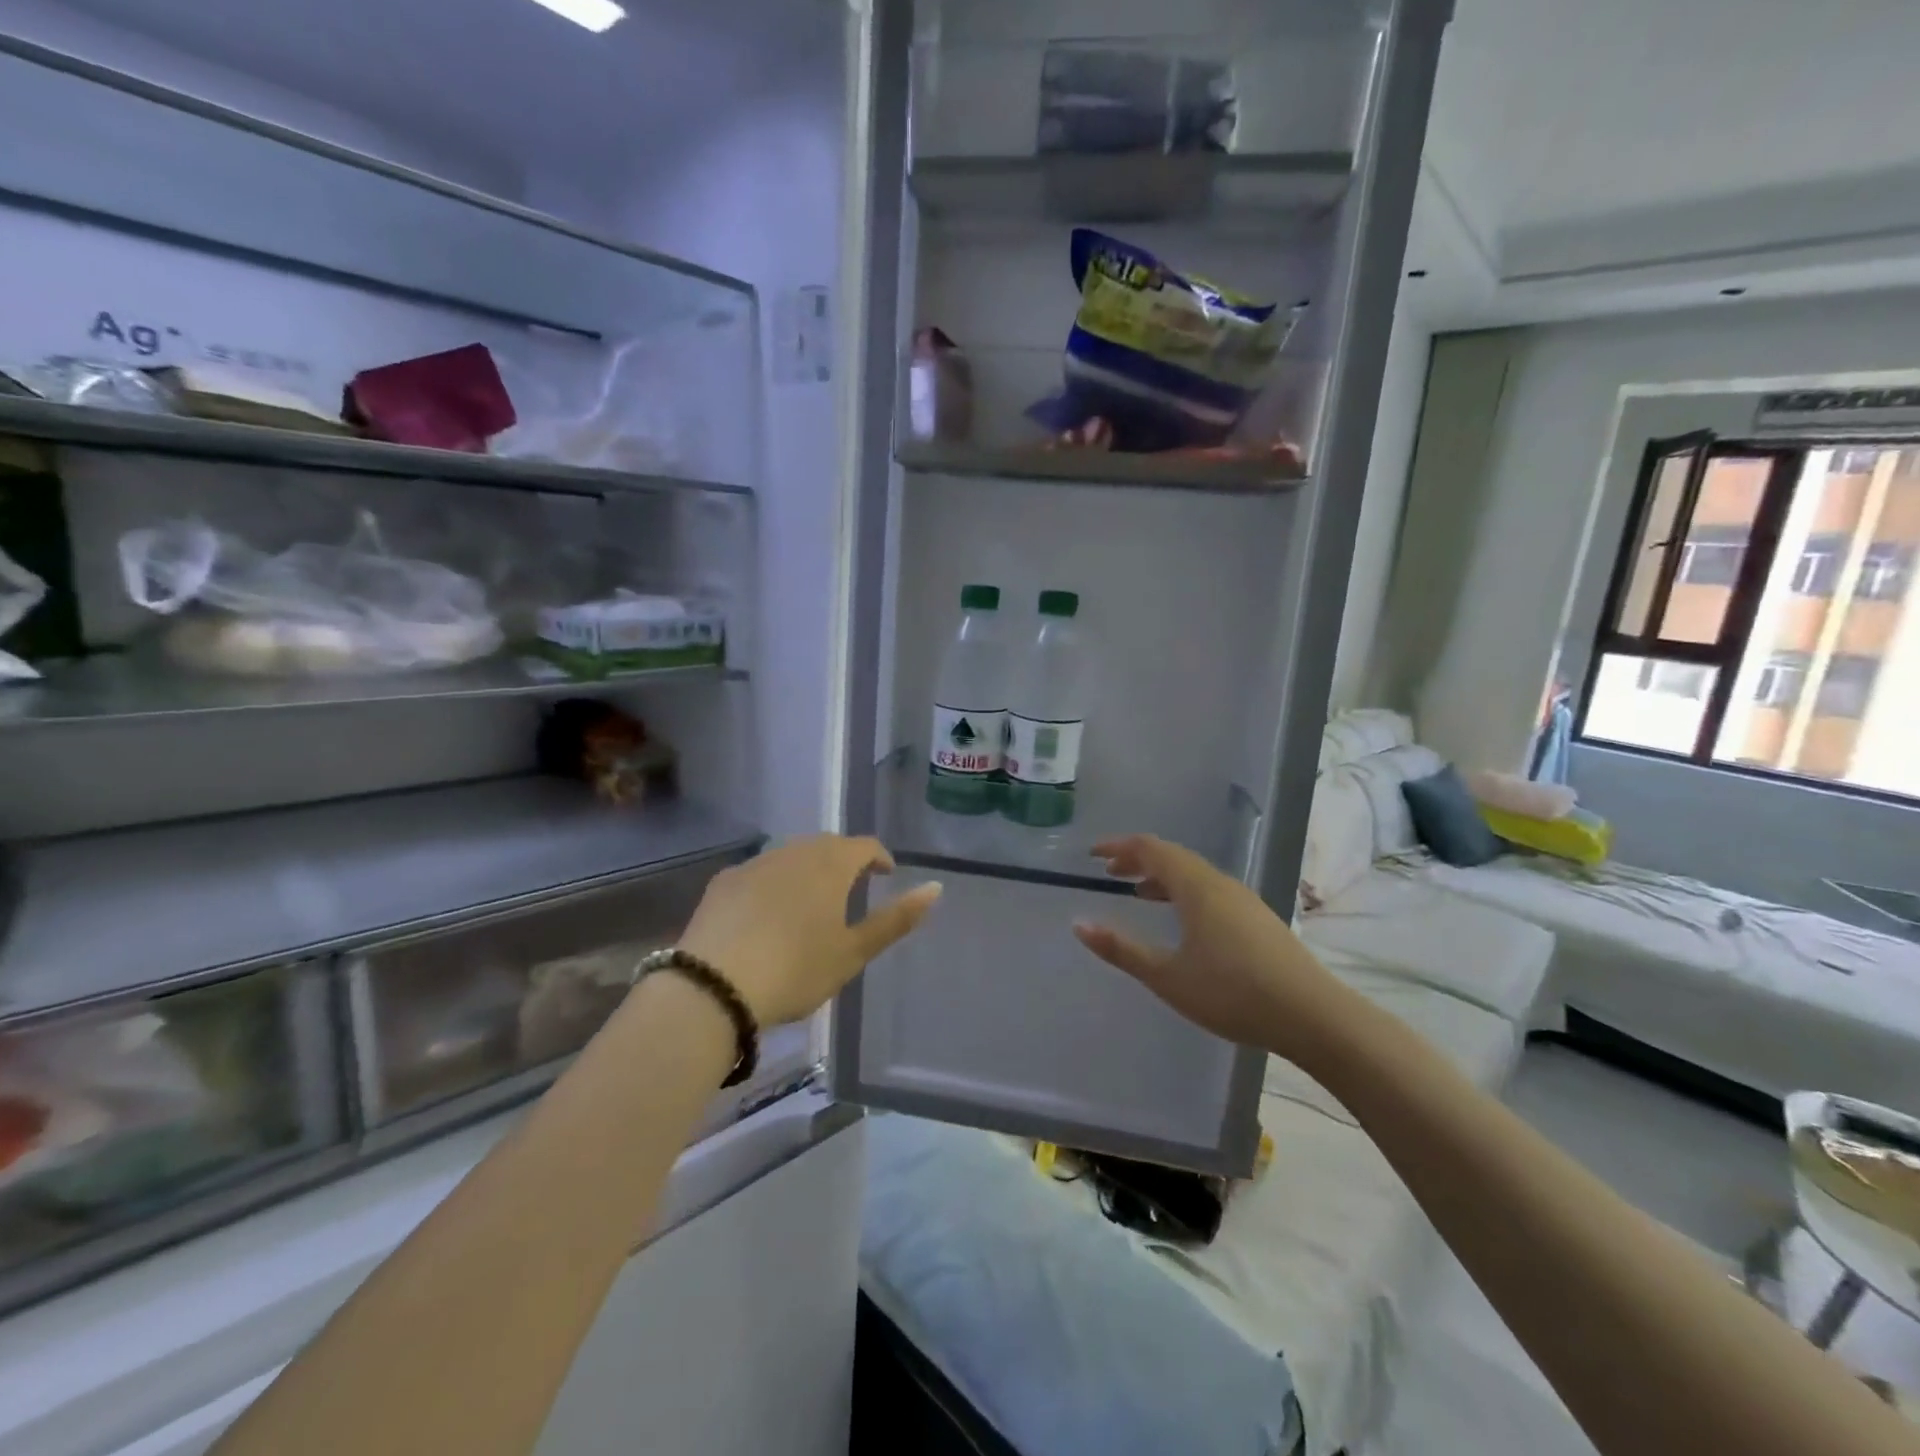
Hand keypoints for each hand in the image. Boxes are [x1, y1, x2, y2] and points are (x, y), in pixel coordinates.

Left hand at [680, 835, 940, 1026]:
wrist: (713, 987)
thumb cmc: (796, 970)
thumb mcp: (853, 952)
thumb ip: (895, 919)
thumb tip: (935, 887)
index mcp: (830, 865)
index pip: (864, 845)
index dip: (879, 858)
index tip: (885, 876)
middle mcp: (793, 852)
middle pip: (826, 845)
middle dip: (844, 860)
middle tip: (851, 888)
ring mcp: (754, 864)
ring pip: (791, 855)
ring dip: (808, 869)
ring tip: (812, 901)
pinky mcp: (723, 882)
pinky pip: (760, 871)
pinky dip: (774, 882)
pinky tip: (768, 912)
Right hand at [1071, 835, 1352, 1063]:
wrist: (1313, 1016)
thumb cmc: (1232, 993)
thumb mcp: (1168, 976)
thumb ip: (1122, 950)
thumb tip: (1079, 925)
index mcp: (1196, 887)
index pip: (1150, 849)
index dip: (1118, 847)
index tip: (1092, 854)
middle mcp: (1220, 883)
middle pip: (1173, 856)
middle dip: (1138, 860)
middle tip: (1110, 872)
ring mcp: (1243, 899)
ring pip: (1194, 874)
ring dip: (1162, 876)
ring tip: (1139, 893)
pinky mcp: (1258, 918)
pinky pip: (1210, 890)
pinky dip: (1184, 892)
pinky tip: (1183, 920)